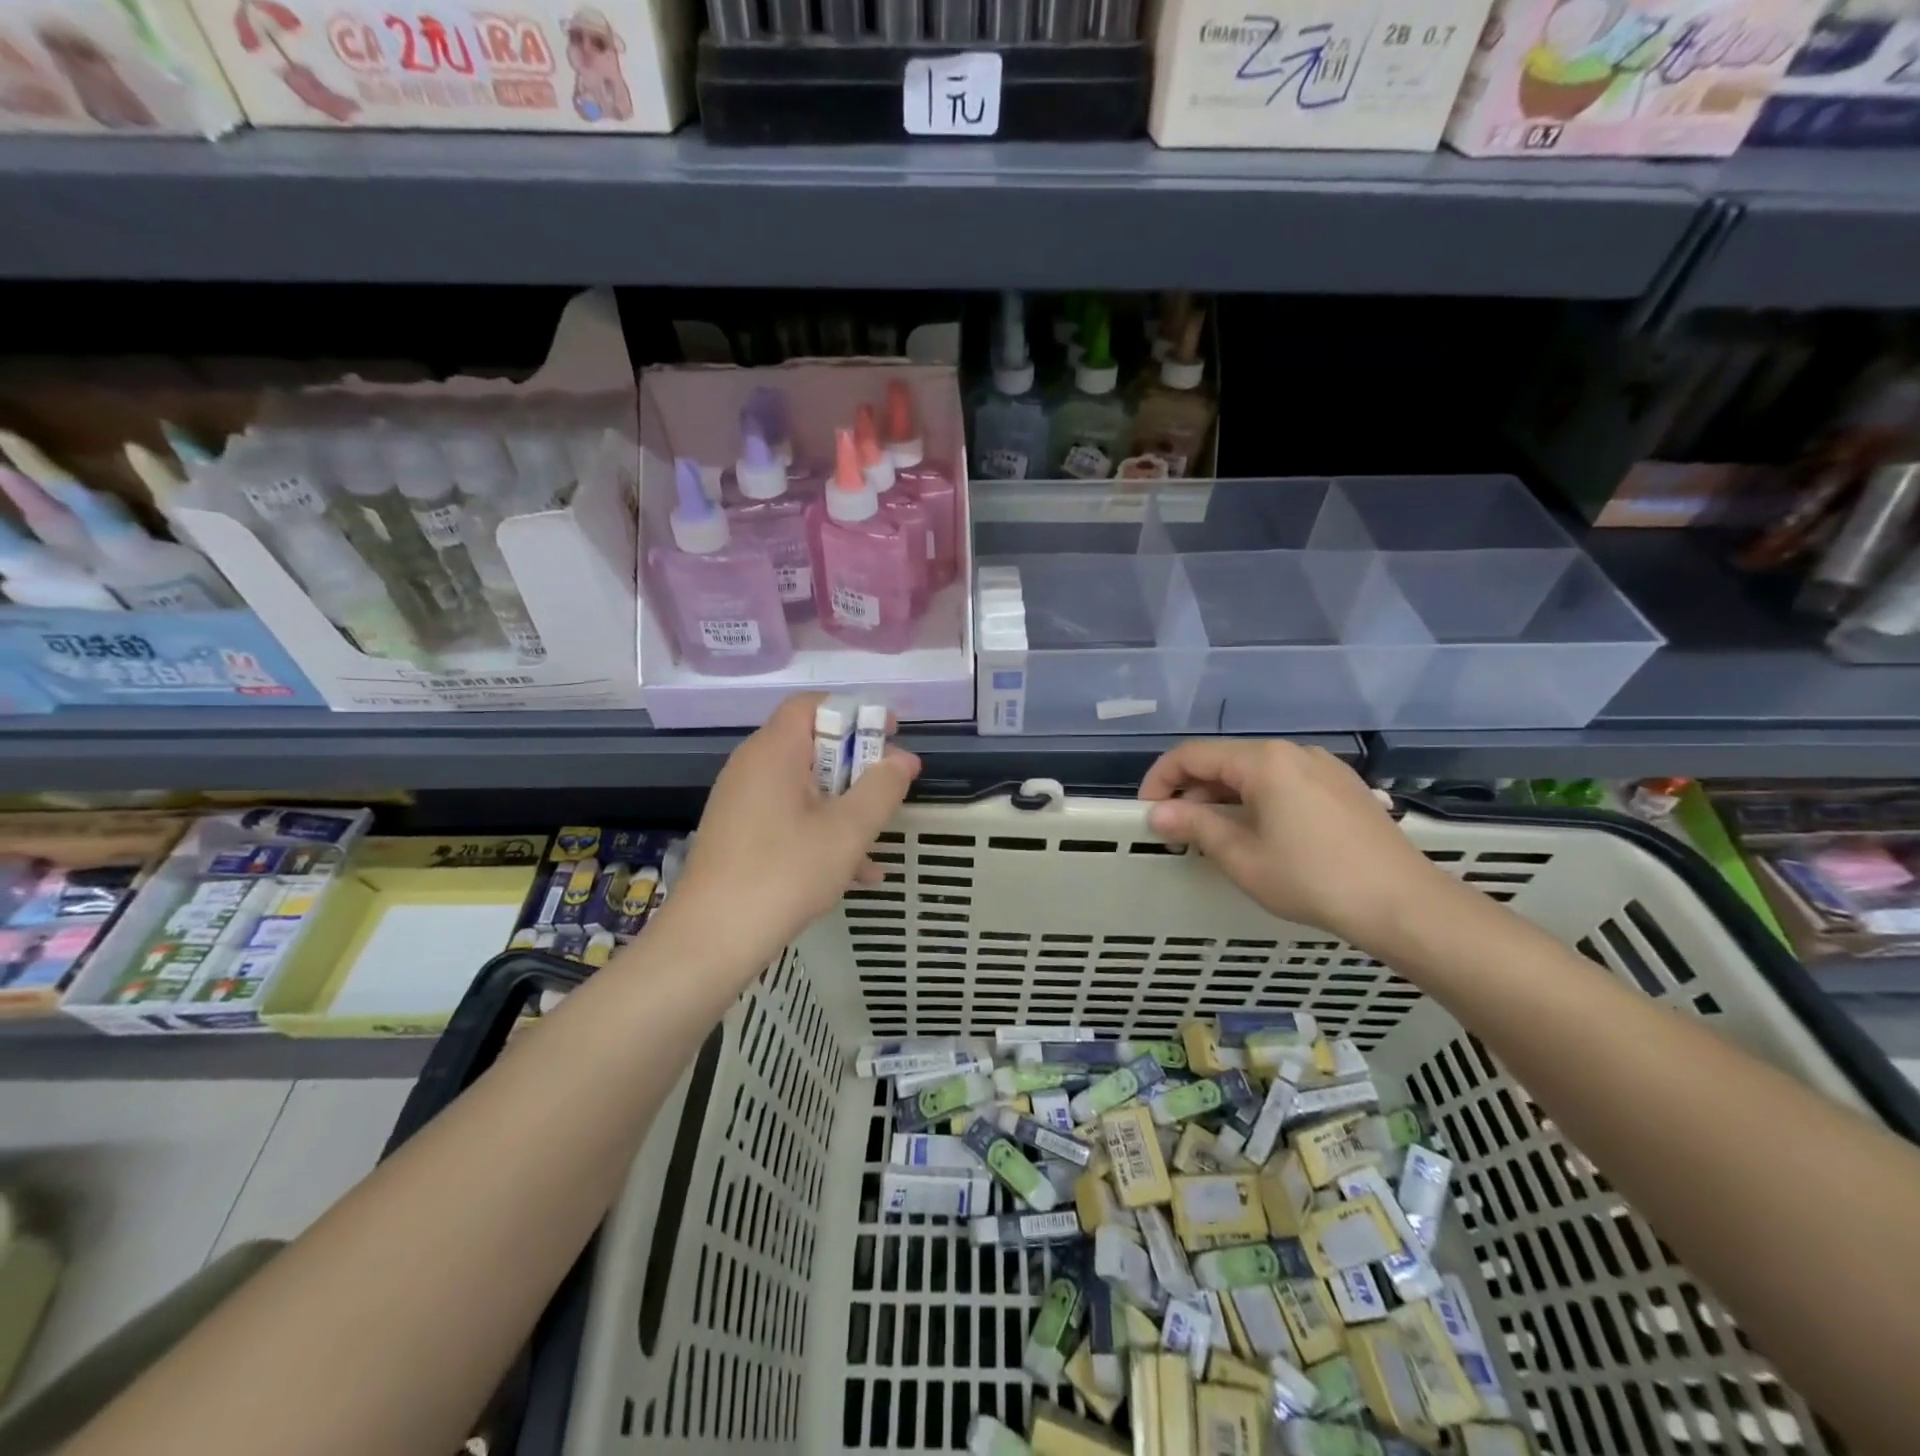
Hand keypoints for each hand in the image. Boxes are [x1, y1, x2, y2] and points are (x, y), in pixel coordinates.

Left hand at [652, 693, 920, 978]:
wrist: (710, 941)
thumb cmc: (783, 874)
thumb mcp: (847, 831)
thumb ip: (881, 788)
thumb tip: (902, 759)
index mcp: (774, 752)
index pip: (813, 705)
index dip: (856, 714)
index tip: (890, 737)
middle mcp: (752, 768)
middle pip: (812, 746)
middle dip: (857, 767)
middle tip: (890, 792)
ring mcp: (742, 803)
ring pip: (805, 788)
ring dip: (845, 806)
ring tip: (879, 839)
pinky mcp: (740, 836)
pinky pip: (789, 819)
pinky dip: (822, 833)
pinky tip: (857, 874)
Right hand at [1139, 739, 1447, 947]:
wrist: (1404, 904)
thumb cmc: (1313, 879)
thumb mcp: (1242, 857)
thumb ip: (1195, 827)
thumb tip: (1157, 814)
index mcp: (1263, 760)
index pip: (1192, 755)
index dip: (1160, 779)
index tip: (1147, 813)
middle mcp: (1292, 752)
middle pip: (1224, 760)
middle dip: (1192, 792)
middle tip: (1177, 832)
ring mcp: (1323, 767)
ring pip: (1255, 772)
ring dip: (1223, 798)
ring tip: (1214, 837)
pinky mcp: (1343, 787)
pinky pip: (1284, 782)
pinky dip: (1256, 800)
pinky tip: (1259, 834)